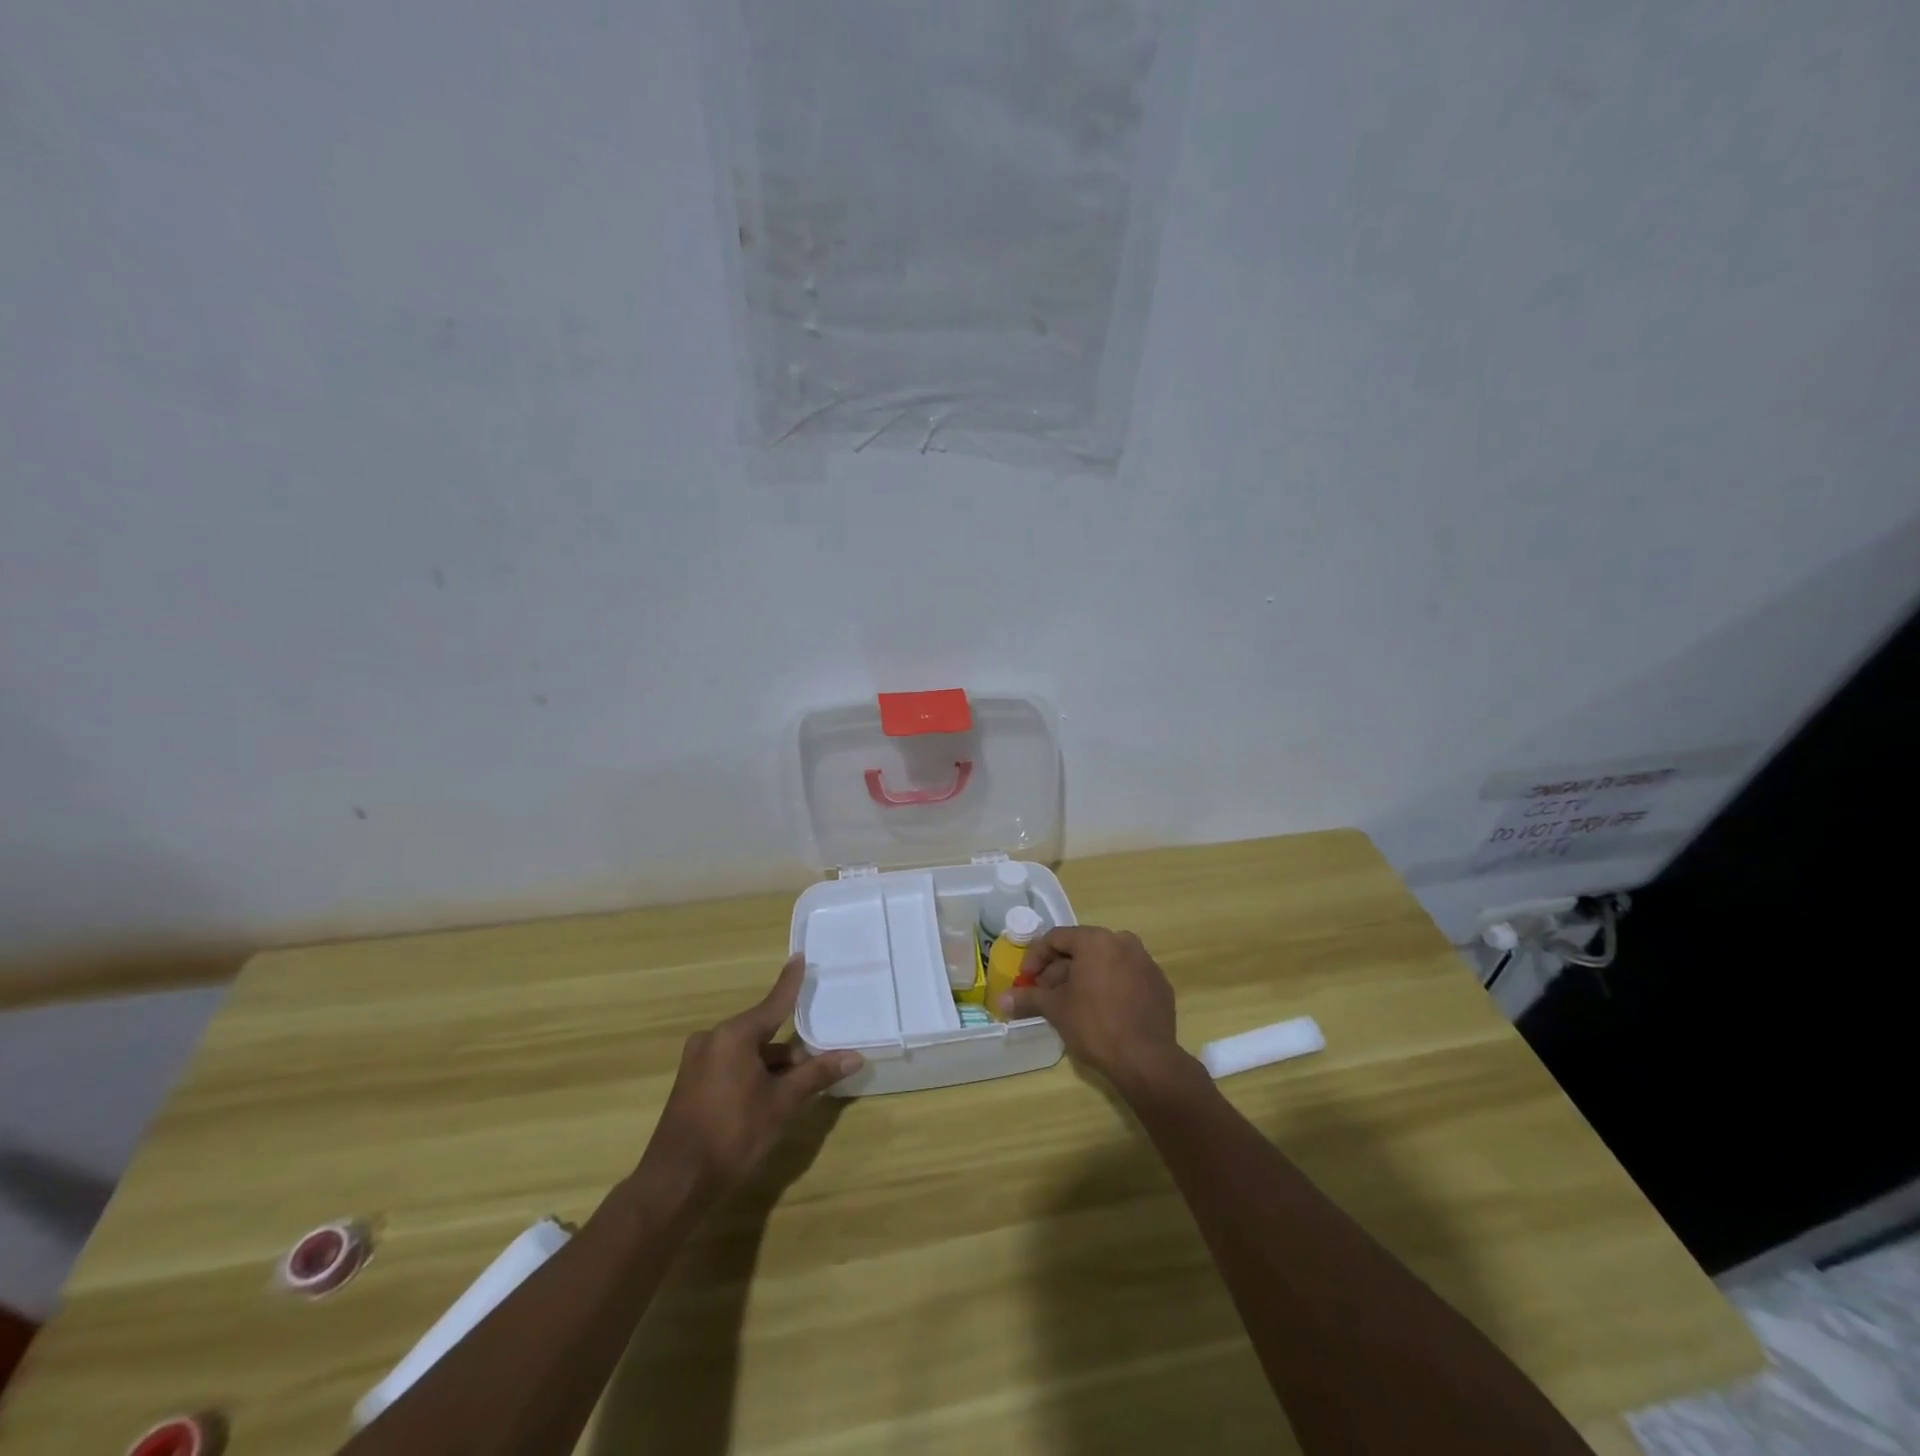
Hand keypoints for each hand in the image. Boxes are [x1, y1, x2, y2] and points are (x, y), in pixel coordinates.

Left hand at [639, 956, 861, 1202]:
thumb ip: (816, 1075)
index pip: (774, 1002)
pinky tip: (768, 1101)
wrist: (675, 1183)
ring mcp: (698, 1061)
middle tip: (817, 1067)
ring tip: (795, 1093)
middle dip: (790, 1051)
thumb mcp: (781, 1103)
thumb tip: (854, 1056)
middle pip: (763, 1033)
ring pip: (748, 1053)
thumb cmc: (732, 1134)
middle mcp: (713, 1039)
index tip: (800, 957)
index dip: (791, 982)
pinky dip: (753, 1076)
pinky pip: (731, 1067)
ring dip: (772, 1067)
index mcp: (734, 1035)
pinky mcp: (691, 1083)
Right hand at [998, 925, 1188, 1092]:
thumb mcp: (1056, 1009)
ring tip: (1071, 1003)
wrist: (1146, 1059)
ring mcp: (1145, 962)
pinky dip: (1110, 986)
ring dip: (1084, 977)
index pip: (1056, 938)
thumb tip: (1001, 1000)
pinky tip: (1102, 1010)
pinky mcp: (1159, 984)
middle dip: (1059, 970)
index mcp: (1096, 940)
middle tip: (1045, 994)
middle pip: (1082, 949)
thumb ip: (1028, 998)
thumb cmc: (1094, 1025)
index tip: (1025, 980)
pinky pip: (1126, 977)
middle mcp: (1123, 942)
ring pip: (1105, 962)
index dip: (1035, 958)